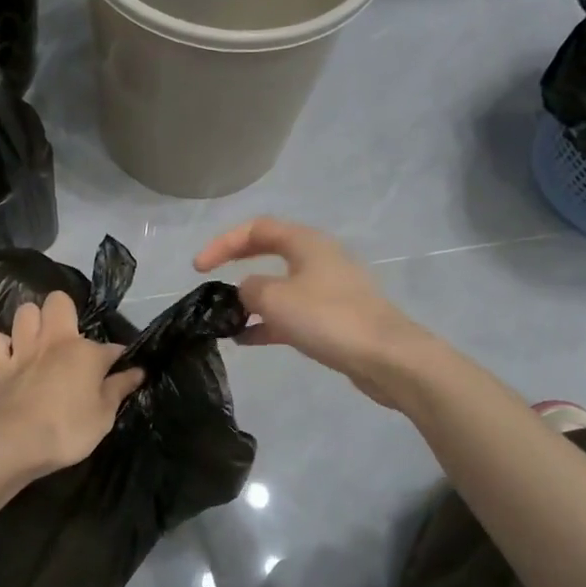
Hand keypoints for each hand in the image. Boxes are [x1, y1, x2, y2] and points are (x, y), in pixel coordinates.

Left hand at [0, 291, 144, 485]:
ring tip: (39, 340)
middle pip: (58, 301)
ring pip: (24, 312)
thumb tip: (138, 371)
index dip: (118, 358)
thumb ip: (119, 389)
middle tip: (71, 338)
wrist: (15, 443)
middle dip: (65, 312)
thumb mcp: (104, 415)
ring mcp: (22, 350)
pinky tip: (8, 354)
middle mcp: (54, 341)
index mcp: (85, 352)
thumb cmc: (68, 430)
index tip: (123, 371)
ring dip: (32, 322)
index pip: (112, 347)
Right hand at [194, 217, 431, 405]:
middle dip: (237, 264)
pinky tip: (247, 340)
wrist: (386, 357)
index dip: (223, 243)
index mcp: (306, 243)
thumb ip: (249, 289)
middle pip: (269, 252)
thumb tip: (246, 291)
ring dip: (251, 300)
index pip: (257, 228)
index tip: (198, 268)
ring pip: (280, 286)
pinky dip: (268, 323)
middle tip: (210, 280)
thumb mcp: (275, 299)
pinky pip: (292, 313)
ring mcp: (328, 289)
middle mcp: (318, 259)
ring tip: (225, 318)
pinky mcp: (334, 318)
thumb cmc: (328, 318)